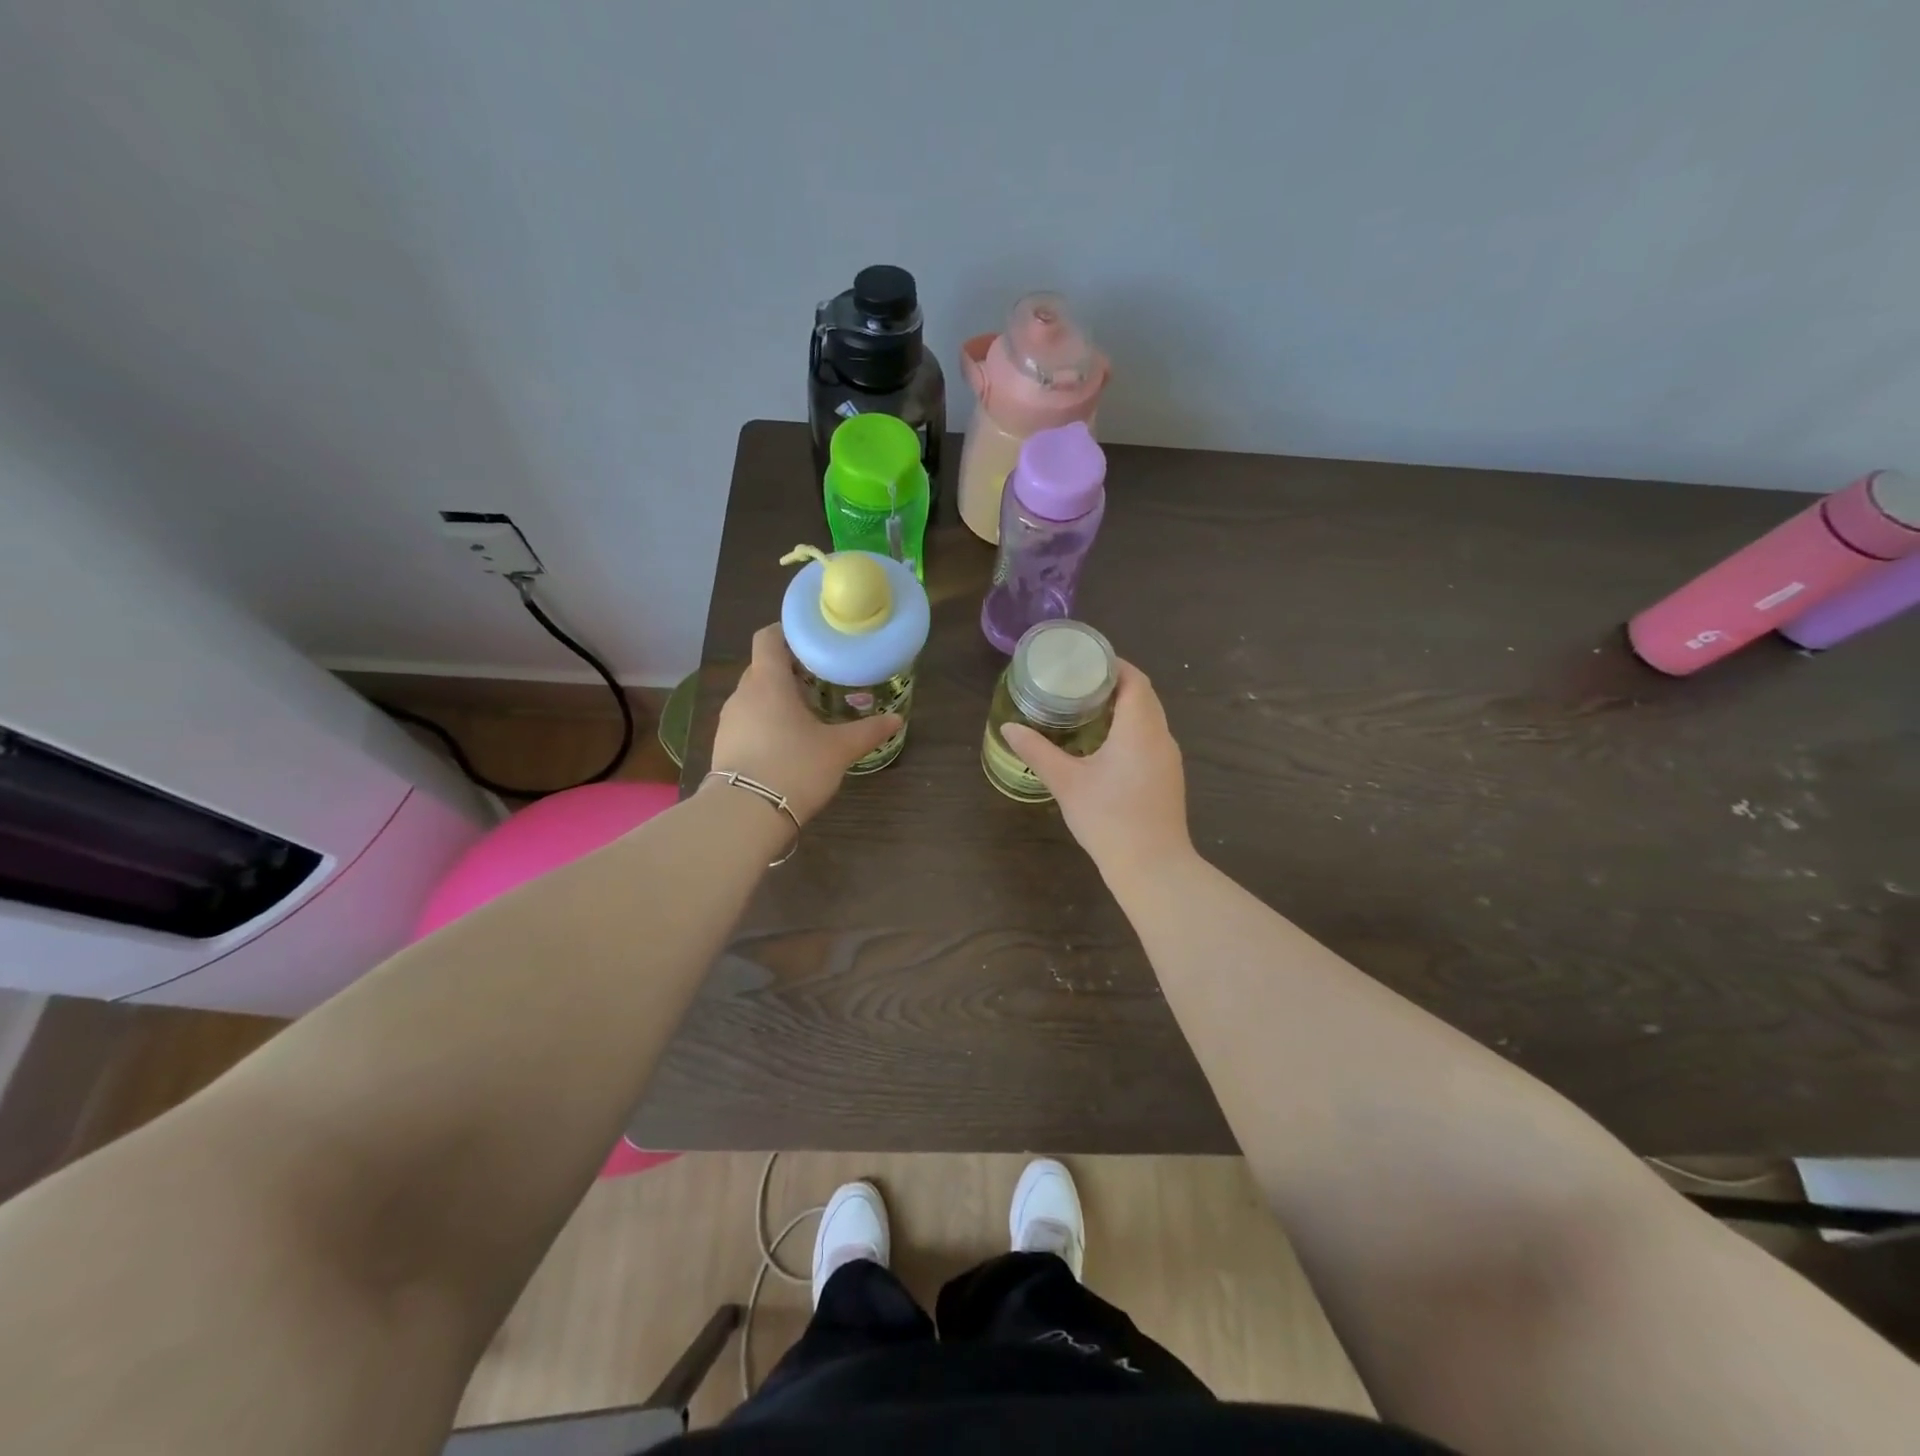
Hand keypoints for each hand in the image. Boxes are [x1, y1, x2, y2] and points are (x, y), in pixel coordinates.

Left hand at [708, 624, 901, 824]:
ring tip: (805, 712)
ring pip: (754, 696)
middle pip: (762, 667)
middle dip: (788, 669)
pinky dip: (765, 722)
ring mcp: (729, 721)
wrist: (745, 815)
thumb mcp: (838, 749)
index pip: (767, 638)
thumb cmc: (794, 768)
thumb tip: (896, 720)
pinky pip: (747, 721)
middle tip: (819, 679)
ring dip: (776, 698)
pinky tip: (786, 742)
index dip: (787, 632)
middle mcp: (743, 694)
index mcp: (768, 682)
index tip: (811, 640)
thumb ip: (867, 731)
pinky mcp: (723, 746)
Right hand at [1000, 661, 1192, 878]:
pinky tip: (1104, 745)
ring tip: (1086, 710)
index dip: (1112, 666)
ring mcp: (1169, 759)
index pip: (1134, 680)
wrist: (1153, 867)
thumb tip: (1009, 728)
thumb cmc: (1108, 818)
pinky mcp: (1168, 778)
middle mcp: (1161, 737)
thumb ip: (1037, 751)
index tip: (1084, 662)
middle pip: (1143, 696)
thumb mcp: (1066, 782)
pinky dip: (1130, 730)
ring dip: (1123, 709)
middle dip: (1113, 685)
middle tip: (1077, 684)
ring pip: (1149, 719)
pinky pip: (1151, 739)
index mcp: (1140, 728)